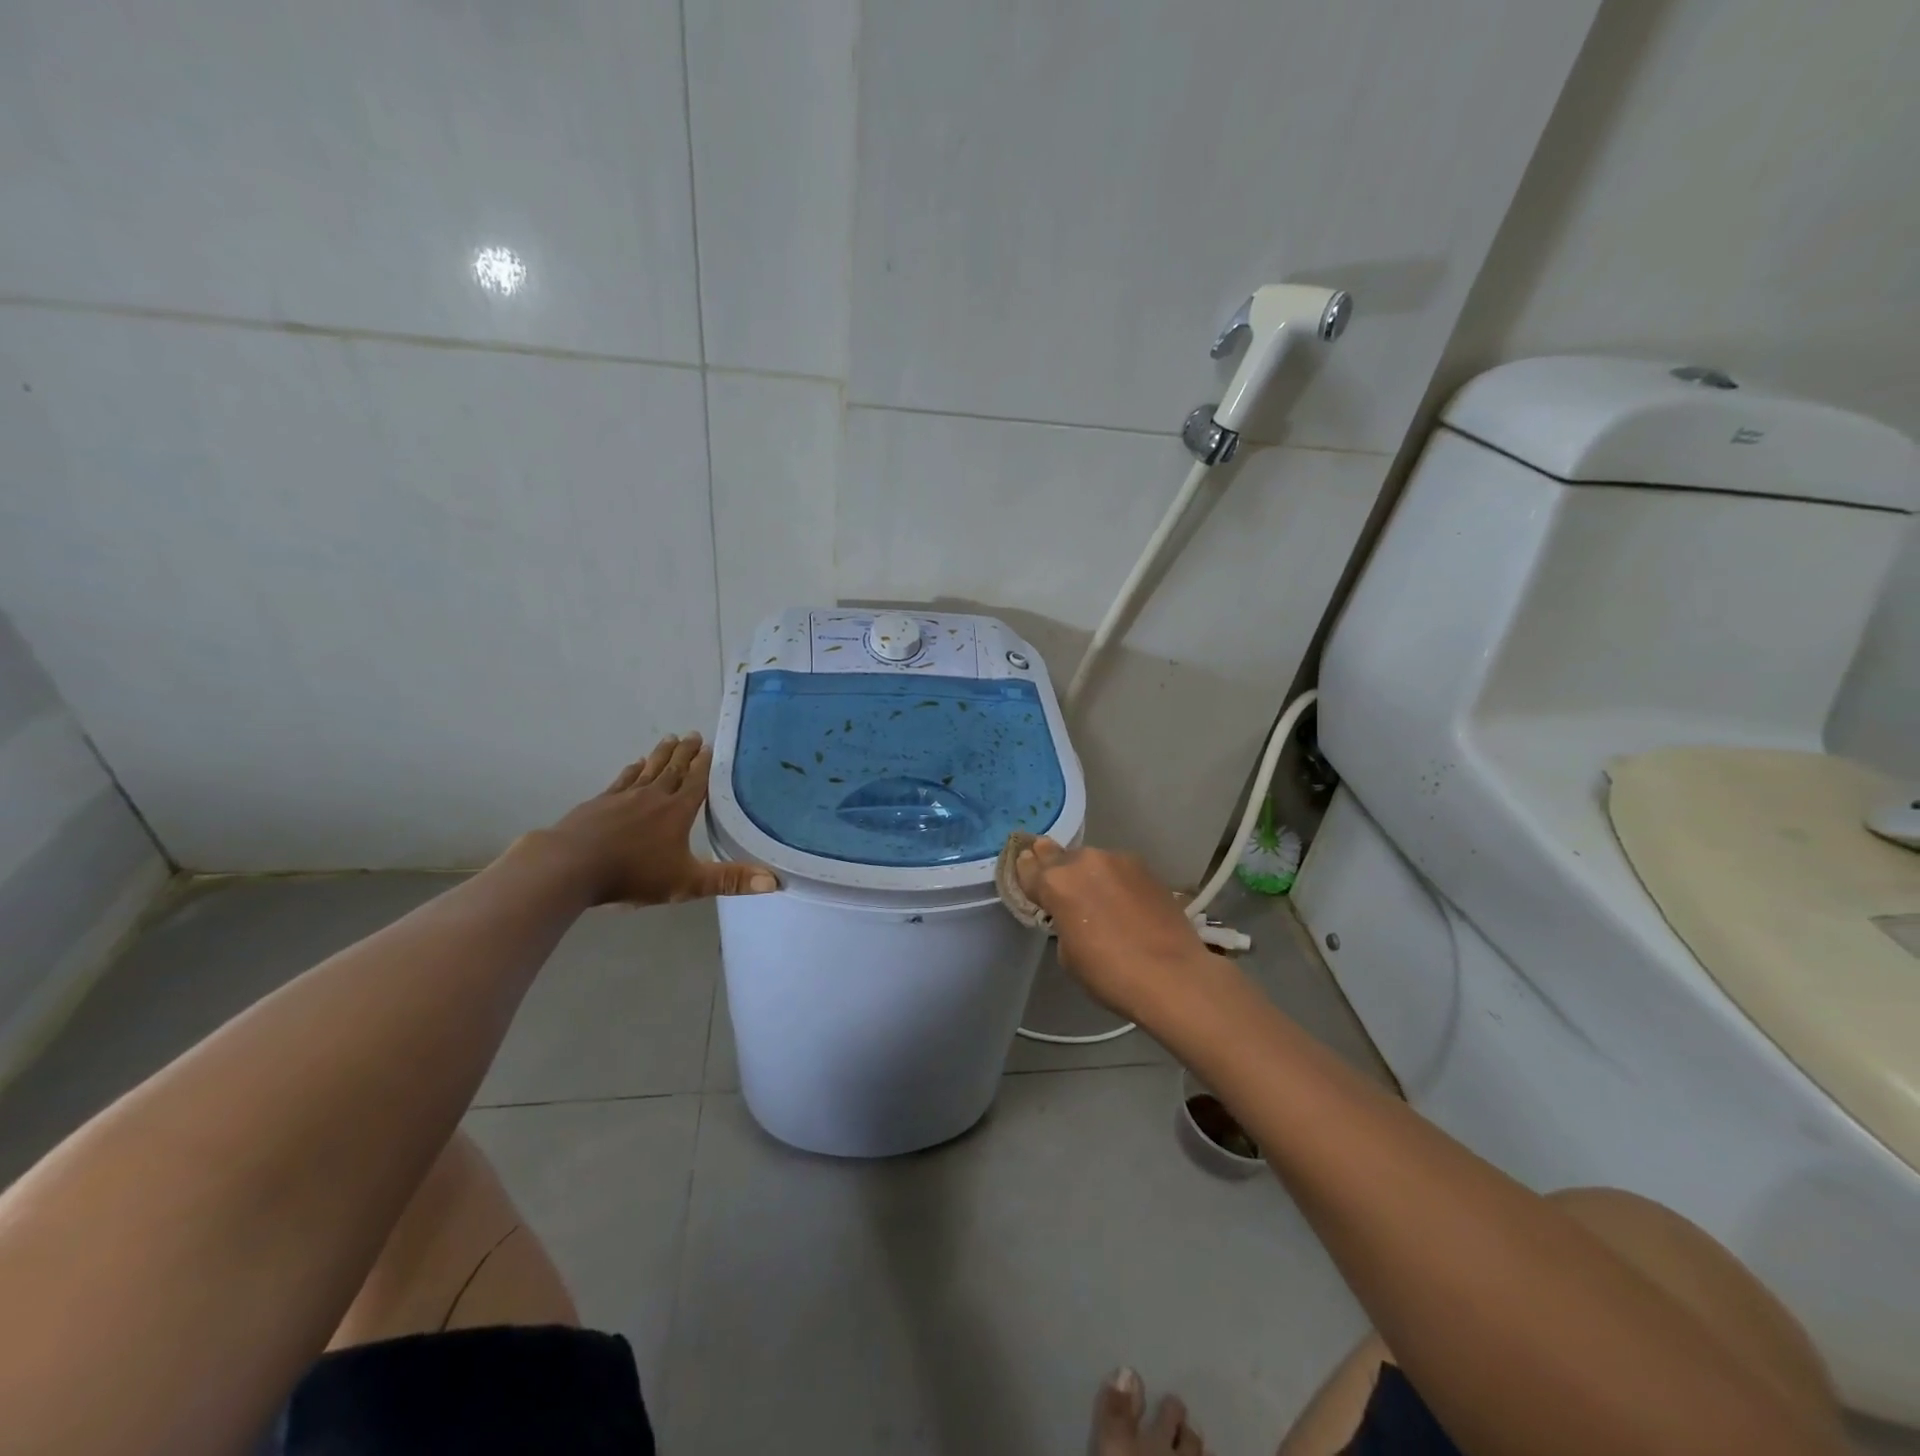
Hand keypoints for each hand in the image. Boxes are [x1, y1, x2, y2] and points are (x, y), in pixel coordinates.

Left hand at [538, 734, 776, 906]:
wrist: (571, 865)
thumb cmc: (633, 874)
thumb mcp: (687, 883)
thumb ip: (729, 880)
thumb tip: (774, 882)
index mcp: (677, 812)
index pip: (696, 782)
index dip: (706, 765)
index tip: (711, 746)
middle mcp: (653, 797)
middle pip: (674, 769)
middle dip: (686, 752)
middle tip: (693, 734)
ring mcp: (623, 797)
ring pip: (649, 770)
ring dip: (661, 754)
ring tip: (669, 739)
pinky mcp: (599, 803)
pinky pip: (621, 781)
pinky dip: (631, 770)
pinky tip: (634, 765)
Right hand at [1014, 838, 1212, 1021]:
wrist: (1173, 975)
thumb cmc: (1109, 973)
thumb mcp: (1068, 954)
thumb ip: (1062, 921)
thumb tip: (1072, 913)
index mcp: (1056, 882)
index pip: (1029, 868)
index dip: (1025, 870)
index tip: (1025, 868)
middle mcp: (1084, 861)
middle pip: (1059, 856)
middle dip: (1053, 864)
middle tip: (1053, 874)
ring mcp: (1118, 860)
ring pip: (1092, 861)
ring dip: (1088, 873)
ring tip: (1095, 894)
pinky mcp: (1146, 868)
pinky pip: (1119, 869)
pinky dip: (1114, 880)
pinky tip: (1123, 900)